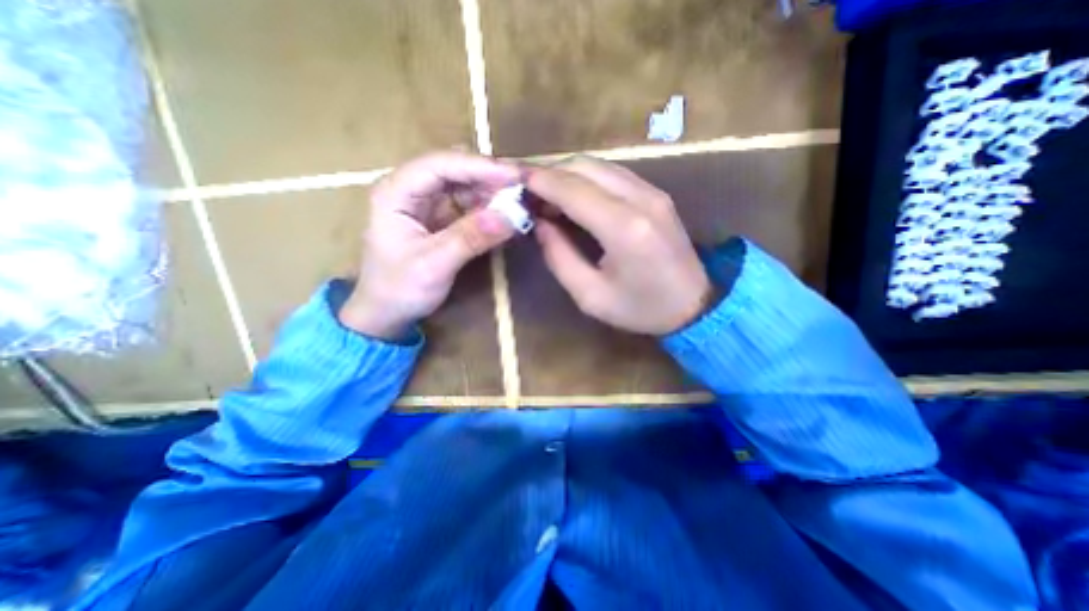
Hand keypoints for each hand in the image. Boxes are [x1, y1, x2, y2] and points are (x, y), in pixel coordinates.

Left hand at [341, 150, 524, 339]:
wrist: (386, 313)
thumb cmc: (399, 289)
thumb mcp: (434, 265)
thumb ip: (470, 238)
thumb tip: (509, 216)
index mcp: (396, 192)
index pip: (440, 165)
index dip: (479, 166)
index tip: (515, 176)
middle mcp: (411, 189)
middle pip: (454, 170)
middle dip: (489, 177)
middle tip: (524, 186)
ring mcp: (427, 204)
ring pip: (464, 186)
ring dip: (492, 192)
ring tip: (520, 200)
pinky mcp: (441, 219)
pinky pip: (468, 205)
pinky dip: (488, 208)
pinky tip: (506, 214)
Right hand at [528, 156, 715, 336]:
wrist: (694, 306)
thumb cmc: (640, 309)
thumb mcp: (590, 295)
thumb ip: (559, 256)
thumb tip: (539, 223)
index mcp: (623, 228)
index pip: (572, 189)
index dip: (539, 182)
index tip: (515, 184)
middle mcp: (641, 199)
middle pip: (584, 166)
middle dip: (550, 174)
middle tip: (529, 194)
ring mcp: (652, 192)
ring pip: (598, 165)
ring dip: (567, 175)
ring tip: (547, 198)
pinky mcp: (656, 194)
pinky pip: (613, 174)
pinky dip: (587, 179)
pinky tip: (574, 199)